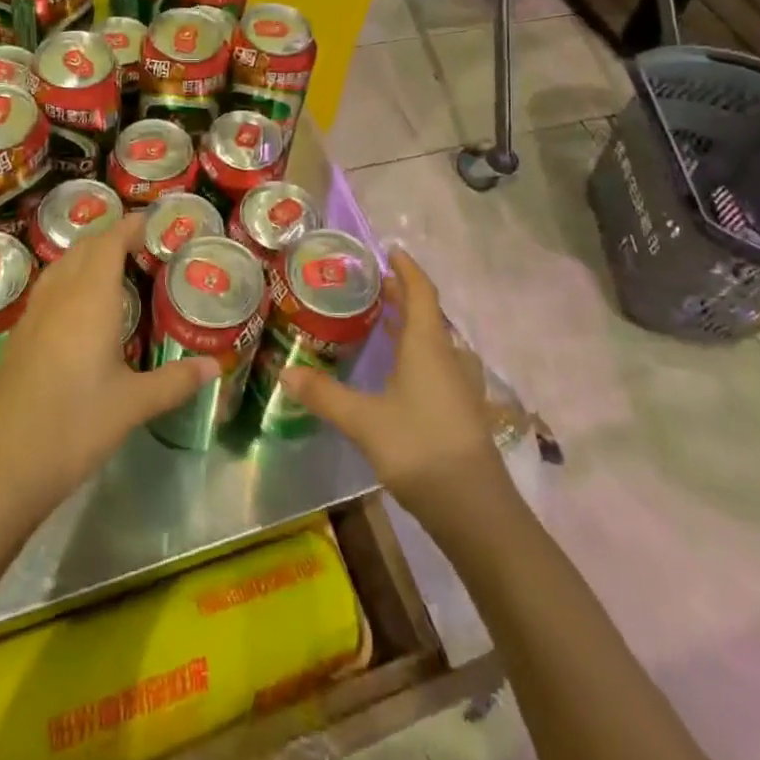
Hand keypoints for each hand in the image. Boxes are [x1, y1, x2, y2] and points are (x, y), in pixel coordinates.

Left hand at [0, 213, 216, 521]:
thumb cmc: (73, 427)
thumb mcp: (132, 405)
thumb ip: (175, 381)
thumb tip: (214, 366)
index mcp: (90, 299)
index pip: (109, 242)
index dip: (130, 226)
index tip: (153, 223)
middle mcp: (59, 296)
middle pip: (84, 248)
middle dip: (111, 237)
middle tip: (143, 247)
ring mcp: (32, 316)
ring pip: (61, 266)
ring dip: (87, 256)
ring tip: (115, 270)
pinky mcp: (18, 338)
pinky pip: (48, 289)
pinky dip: (70, 280)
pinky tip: (81, 311)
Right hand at [279, 247, 504, 522]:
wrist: (474, 509)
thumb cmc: (419, 448)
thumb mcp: (364, 420)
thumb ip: (324, 394)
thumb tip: (285, 371)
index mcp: (428, 344)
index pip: (421, 291)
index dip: (407, 269)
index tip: (390, 250)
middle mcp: (447, 355)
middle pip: (426, 313)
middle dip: (401, 295)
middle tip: (371, 285)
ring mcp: (458, 384)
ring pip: (432, 339)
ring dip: (409, 324)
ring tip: (380, 320)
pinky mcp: (460, 408)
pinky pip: (436, 362)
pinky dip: (415, 351)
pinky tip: (396, 369)